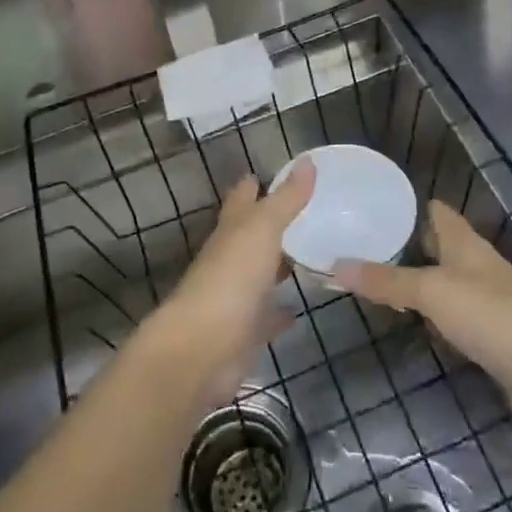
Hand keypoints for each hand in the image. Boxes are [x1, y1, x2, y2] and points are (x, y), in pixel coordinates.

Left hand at [141, 157, 314, 404]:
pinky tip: (298, 310)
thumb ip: (285, 199)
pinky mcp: (244, 333)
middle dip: (270, 225)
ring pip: (260, 275)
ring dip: (278, 267)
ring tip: (310, 256)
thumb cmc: (231, 279)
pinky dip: (280, 313)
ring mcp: (235, 298)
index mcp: (231, 232)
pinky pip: (266, 318)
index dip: (253, 185)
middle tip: (305, 215)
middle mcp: (229, 260)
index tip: (271, 174)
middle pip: (250, 237)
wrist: (202, 350)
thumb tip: (308, 161)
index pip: (241, 200)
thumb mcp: (262, 230)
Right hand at [333, 202, 511, 407]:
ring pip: (439, 278)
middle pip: (433, 243)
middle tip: (356, 245)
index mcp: (463, 241)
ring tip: (370, 279)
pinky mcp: (486, 330)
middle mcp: (473, 262)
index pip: (432, 209)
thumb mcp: (432, 292)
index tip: (366, 206)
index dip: (403, 205)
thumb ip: (386, 280)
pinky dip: (426, 311)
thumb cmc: (490, 316)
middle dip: (400, 243)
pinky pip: (448, 311)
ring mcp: (483, 297)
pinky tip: (406, 319)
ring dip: (411, 278)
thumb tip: (335, 264)